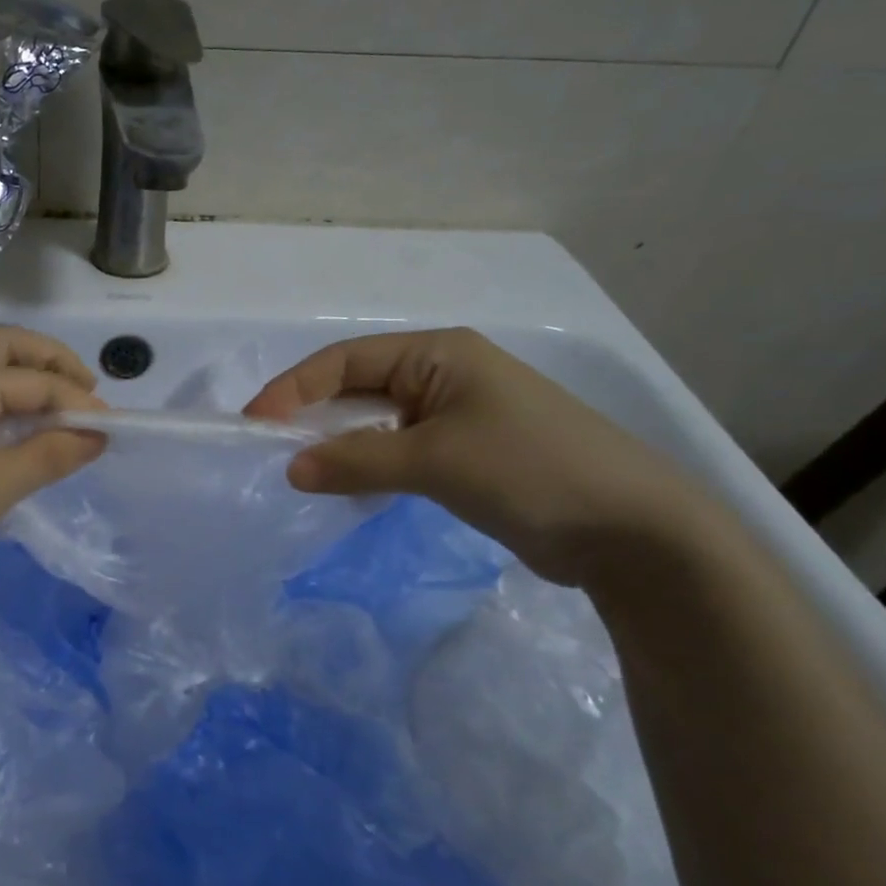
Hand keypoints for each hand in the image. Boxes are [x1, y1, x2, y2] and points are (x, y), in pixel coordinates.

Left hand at [0, 325, 106, 583]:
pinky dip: (1, 405)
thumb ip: (49, 455)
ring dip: (25, 382)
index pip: (35, 378)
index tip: (111, 429)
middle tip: (85, 394)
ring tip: (57, 416)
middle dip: (51, 363)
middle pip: (5, 348)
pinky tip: (13, 438)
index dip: (77, 400)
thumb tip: (97, 433)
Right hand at [244, 328, 712, 586]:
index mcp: (438, 354)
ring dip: (337, 444)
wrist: (632, 532)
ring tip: (299, 471)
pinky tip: (345, 486)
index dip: (293, 389)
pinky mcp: (463, 453)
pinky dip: (365, 465)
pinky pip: (395, 450)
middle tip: (268, 451)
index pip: (344, 360)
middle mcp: (442, 375)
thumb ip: (357, 460)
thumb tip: (291, 468)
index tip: (254, 425)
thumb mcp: (435, 461)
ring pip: (373, 421)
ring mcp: (454, 415)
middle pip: (355, 387)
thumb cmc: (530, 470)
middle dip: (311, 416)